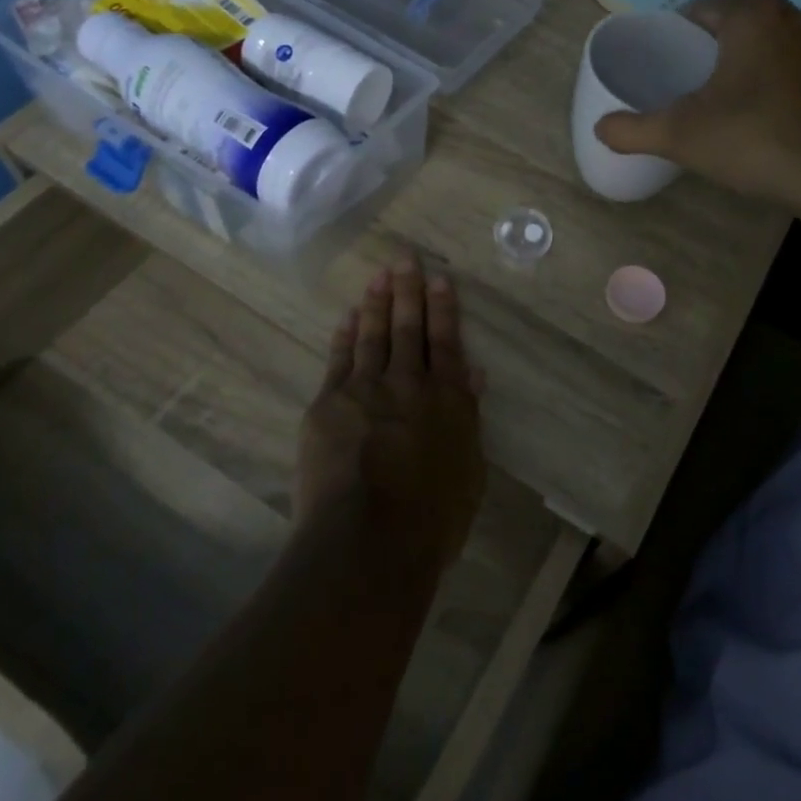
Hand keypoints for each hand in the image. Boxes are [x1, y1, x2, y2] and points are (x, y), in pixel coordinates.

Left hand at [295, 251, 486, 570]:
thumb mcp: (469, 471)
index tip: (438, 278)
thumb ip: (467, 416)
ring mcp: (363, 390)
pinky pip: (338, 360)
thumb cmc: (431, 518)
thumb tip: (473, 373)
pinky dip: (343, 336)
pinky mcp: (327, 406)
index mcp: (445, 399)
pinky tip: (346, 318)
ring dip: (375, 303)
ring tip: (378, 276)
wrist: (366, 541)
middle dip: (407, 291)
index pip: (444, 341)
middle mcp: (405, 383)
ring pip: (371, 336)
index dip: (443, 308)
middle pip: (406, 328)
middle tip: (404, 258)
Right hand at [594, 0, 800, 209]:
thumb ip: (633, 129)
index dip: (679, 30)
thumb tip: (599, 128)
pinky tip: (755, 110)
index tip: (664, 58)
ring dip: (745, 54)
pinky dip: (770, 75)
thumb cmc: (750, 138)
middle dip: (714, 37)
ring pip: (768, 38)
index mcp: (750, 16)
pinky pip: (789, 63)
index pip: (703, 8)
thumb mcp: (679, 135)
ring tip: (718, 89)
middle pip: (739, 16)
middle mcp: (788, 19)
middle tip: (689, 71)